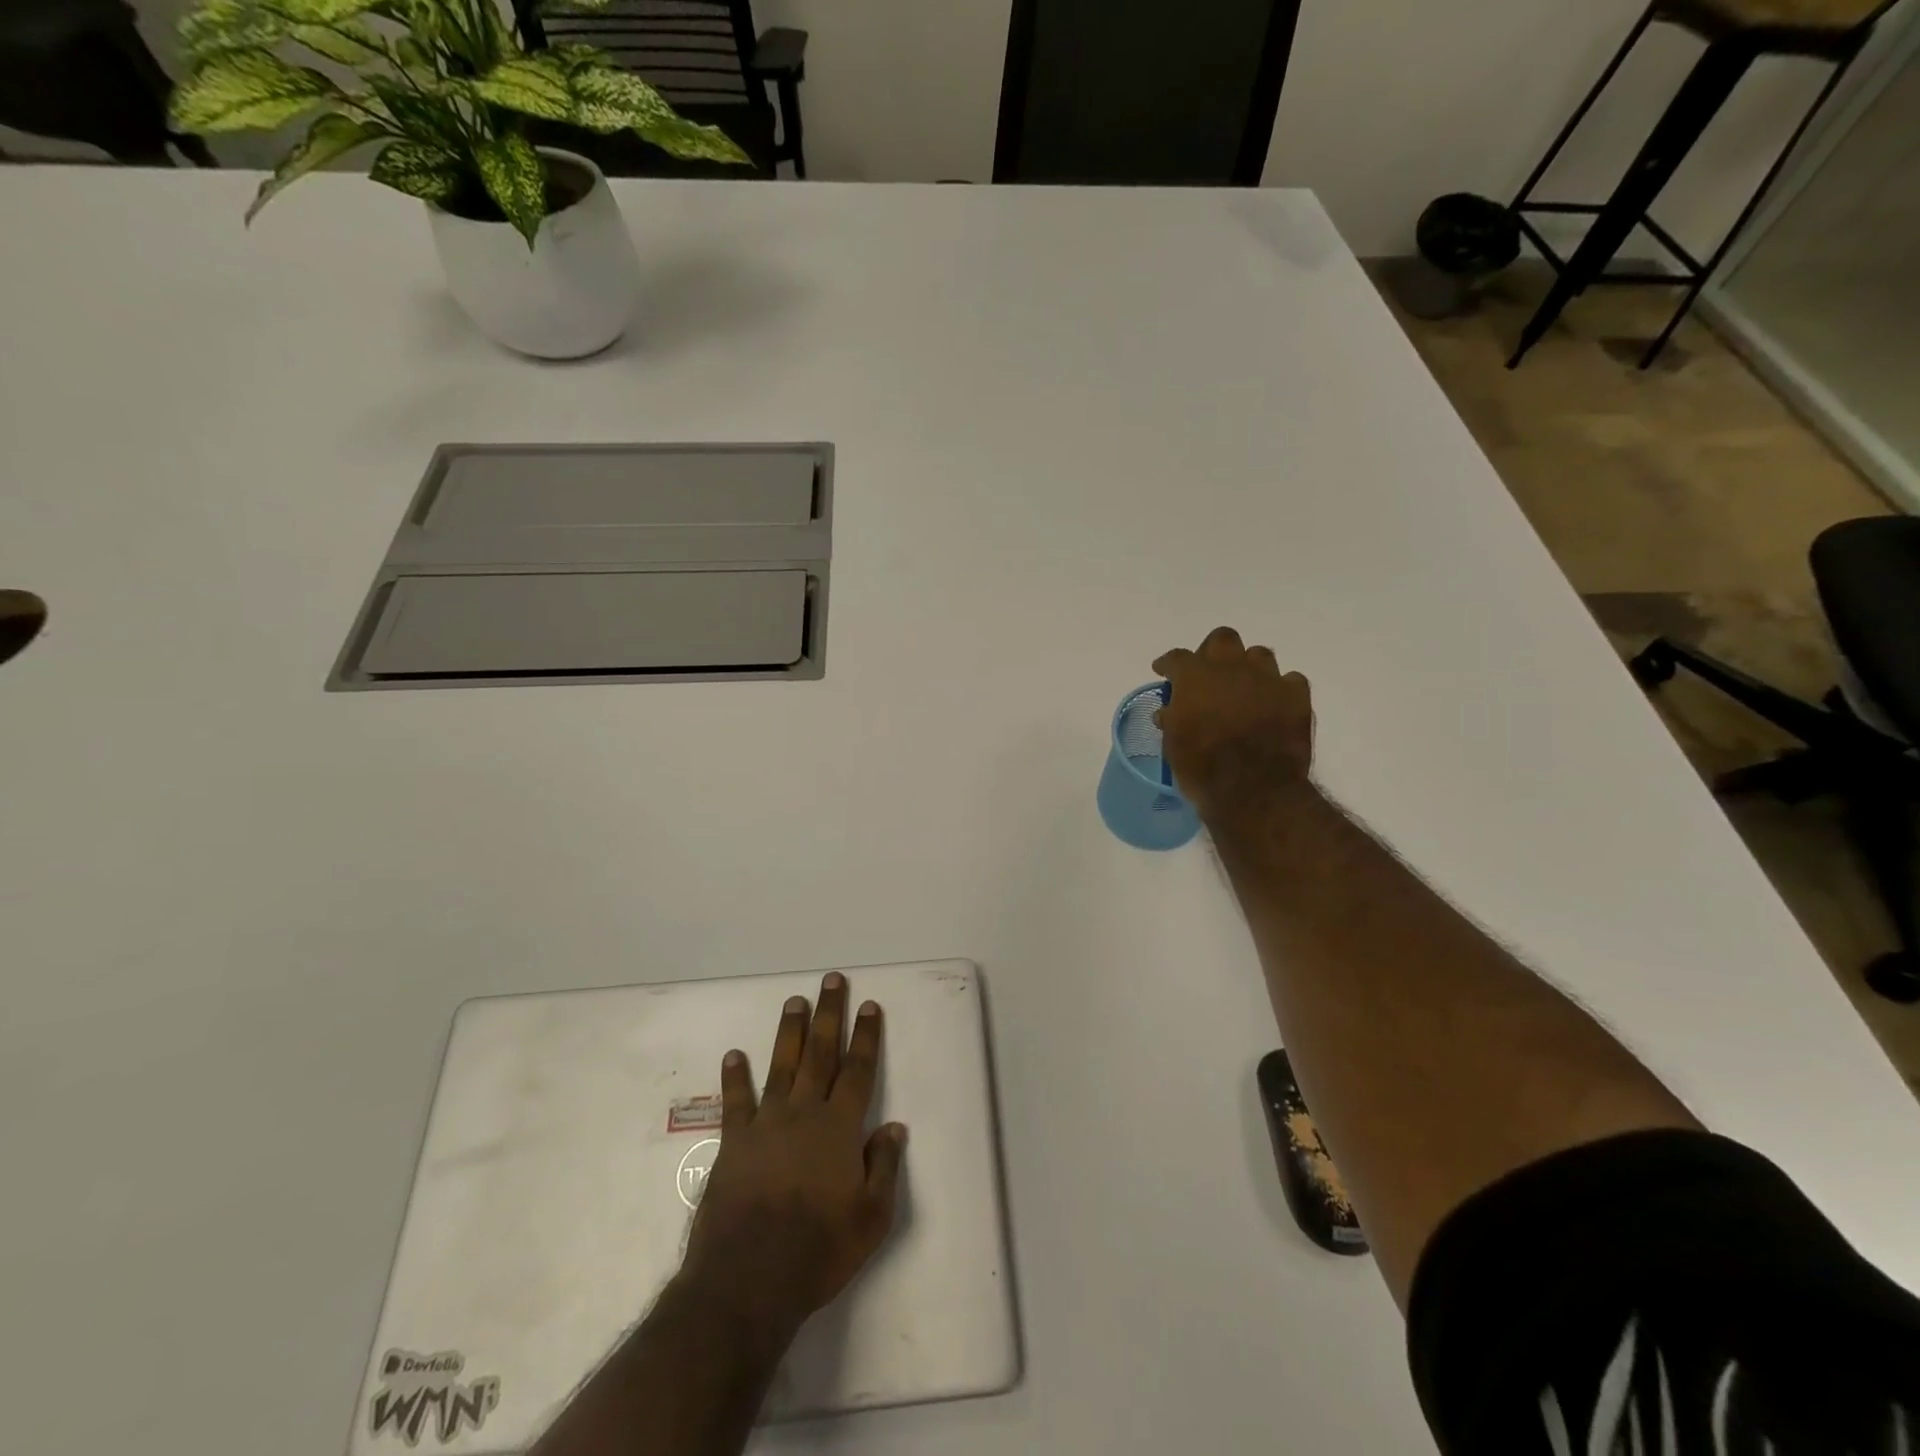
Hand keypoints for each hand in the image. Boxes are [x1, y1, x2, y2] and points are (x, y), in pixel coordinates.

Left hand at [680, 973, 906, 1338]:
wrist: (747, 1280)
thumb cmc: (818, 1250)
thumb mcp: (871, 1218)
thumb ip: (884, 1167)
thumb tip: (894, 1127)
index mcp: (840, 1127)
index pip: (857, 1069)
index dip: (865, 1036)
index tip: (868, 1005)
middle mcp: (804, 1113)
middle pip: (820, 1053)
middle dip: (829, 1014)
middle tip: (832, 980)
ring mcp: (766, 1124)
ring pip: (782, 1065)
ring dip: (790, 1031)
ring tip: (795, 1000)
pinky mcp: (734, 1143)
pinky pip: (736, 1101)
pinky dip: (735, 1077)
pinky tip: (734, 1054)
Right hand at [1153, 626, 1313, 822]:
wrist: (1253, 789)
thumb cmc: (1202, 768)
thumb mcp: (1173, 745)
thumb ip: (1172, 719)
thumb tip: (1169, 711)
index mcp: (1194, 677)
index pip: (1176, 658)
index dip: (1168, 664)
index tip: (1164, 671)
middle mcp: (1231, 668)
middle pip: (1222, 639)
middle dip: (1213, 652)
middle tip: (1209, 673)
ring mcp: (1267, 678)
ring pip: (1259, 654)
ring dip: (1249, 667)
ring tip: (1244, 688)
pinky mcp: (1297, 696)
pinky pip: (1289, 680)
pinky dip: (1279, 689)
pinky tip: (1274, 704)